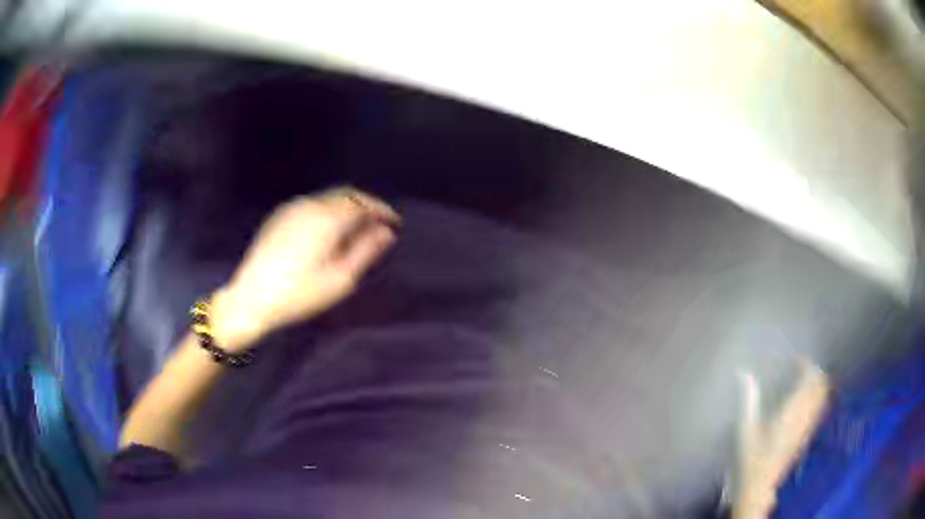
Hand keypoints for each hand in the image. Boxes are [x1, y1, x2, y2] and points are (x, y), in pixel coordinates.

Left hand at [209, 187, 398, 350]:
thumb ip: (366, 250)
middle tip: (378, 223)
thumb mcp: (340, 278)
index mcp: (327, 218)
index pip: (363, 202)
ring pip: (328, 198)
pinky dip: (327, 211)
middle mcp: (310, 205)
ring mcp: (291, 208)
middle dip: (365, 204)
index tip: (394, 221)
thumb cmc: (299, 294)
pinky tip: (328, 232)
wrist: (251, 298)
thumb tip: (385, 232)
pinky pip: (311, 205)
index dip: (382, 209)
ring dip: (346, 207)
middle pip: (346, 194)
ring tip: (355, 230)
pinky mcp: (278, 216)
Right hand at [734, 360, 828, 518]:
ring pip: (822, 396)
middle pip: (820, 383)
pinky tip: (804, 401)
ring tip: (803, 381)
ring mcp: (808, 426)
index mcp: (792, 410)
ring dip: (816, 383)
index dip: (804, 364)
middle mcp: (805, 415)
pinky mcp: (806, 436)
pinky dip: (817, 397)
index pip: (809, 377)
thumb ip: (747, 399)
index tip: (793, 360)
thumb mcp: (744, 429)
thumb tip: (743, 372)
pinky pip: (819, 408)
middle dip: (813, 371)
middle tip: (799, 368)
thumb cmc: (750, 459)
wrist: (758, 488)